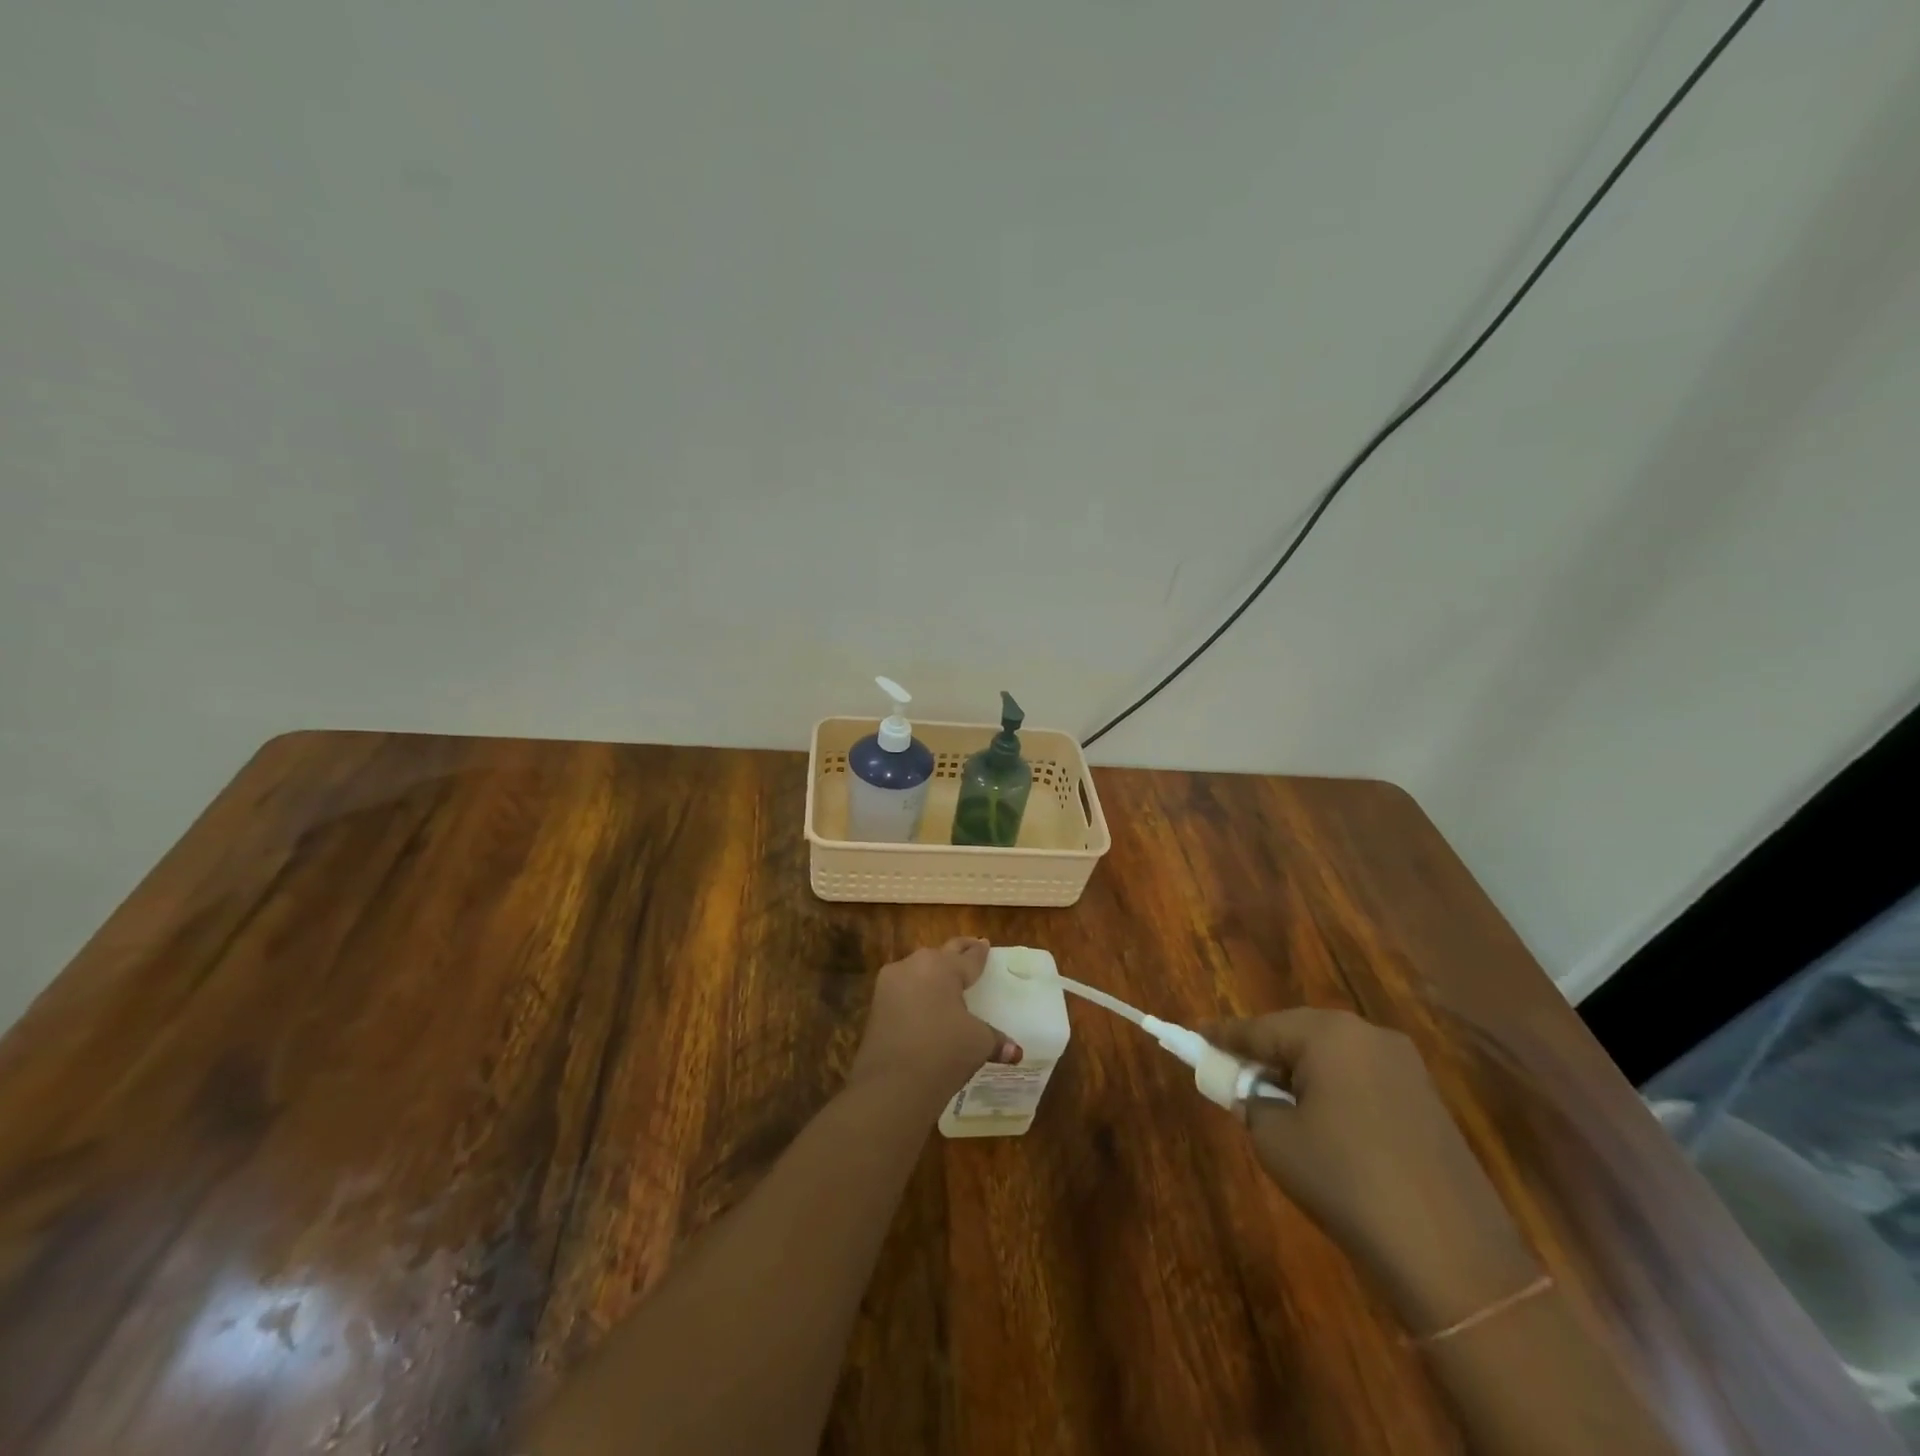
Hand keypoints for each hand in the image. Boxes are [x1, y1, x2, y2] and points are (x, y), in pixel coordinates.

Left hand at [848, 938, 1019, 1108]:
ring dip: (932, 973)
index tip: (985, 944)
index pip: (968, 957)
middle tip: (971, 947)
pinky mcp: (876, 1005)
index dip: (980, 952)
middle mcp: (915, 966)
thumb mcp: (978, 1043)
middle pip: (941, 954)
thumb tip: (1015, 1051)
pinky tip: (924, 1004)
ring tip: (946, 980)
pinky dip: (916, 993)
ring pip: (917, 969)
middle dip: (957, 952)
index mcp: (943, 967)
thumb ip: (996, 1039)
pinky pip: (902, 989)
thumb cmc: (943, 1052)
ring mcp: (890, 984)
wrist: (891, 1085)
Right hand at [1203, 1008, 1540, 1335]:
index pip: (1258, 1027)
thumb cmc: (1344, 1180)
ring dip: (1300, 1073)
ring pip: (1331, 1056)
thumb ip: (1251, 1102)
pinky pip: (1362, 1078)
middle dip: (1265, 1053)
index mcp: (1327, 1033)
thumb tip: (1252, 1093)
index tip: (1193, 1035)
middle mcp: (1367, 1035)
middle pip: (1297, 1034)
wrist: (1450, 1253)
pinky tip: (1323, 1123)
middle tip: (1234, 1074)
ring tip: (1275, 1102)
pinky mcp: (1426, 1098)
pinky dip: (1334, 1090)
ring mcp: (1404, 1065)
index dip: (1222, 1036)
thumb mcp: (1274, 1139)